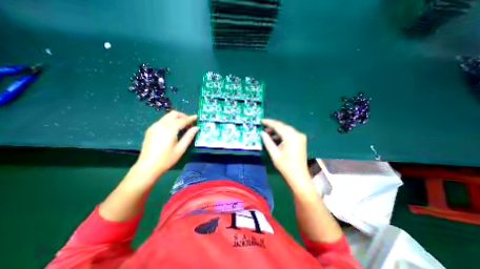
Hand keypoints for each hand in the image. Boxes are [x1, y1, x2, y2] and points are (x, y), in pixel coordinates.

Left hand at [137, 111, 198, 177]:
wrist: (147, 166)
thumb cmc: (166, 159)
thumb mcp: (181, 149)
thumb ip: (189, 136)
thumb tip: (196, 128)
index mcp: (169, 129)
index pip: (182, 120)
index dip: (191, 118)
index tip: (197, 117)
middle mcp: (161, 125)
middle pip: (173, 114)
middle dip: (183, 116)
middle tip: (189, 123)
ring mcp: (154, 126)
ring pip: (167, 116)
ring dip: (176, 118)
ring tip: (182, 127)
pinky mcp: (150, 129)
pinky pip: (163, 121)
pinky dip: (170, 121)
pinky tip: (173, 130)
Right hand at [261, 120, 308, 188]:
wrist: (299, 175)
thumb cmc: (285, 166)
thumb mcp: (274, 154)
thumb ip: (268, 141)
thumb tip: (262, 133)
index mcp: (291, 137)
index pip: (278, 126)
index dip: (269, 122)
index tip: (262, 120)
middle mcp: (297, 134)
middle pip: (283, 126)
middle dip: (273, 125)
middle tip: (263, 126)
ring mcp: (300, 137)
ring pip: (286, 129)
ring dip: (277, 130)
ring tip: (267, 132)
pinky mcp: (300, 140)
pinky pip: (289, 133)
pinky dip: (282, 134)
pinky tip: (275, 137)